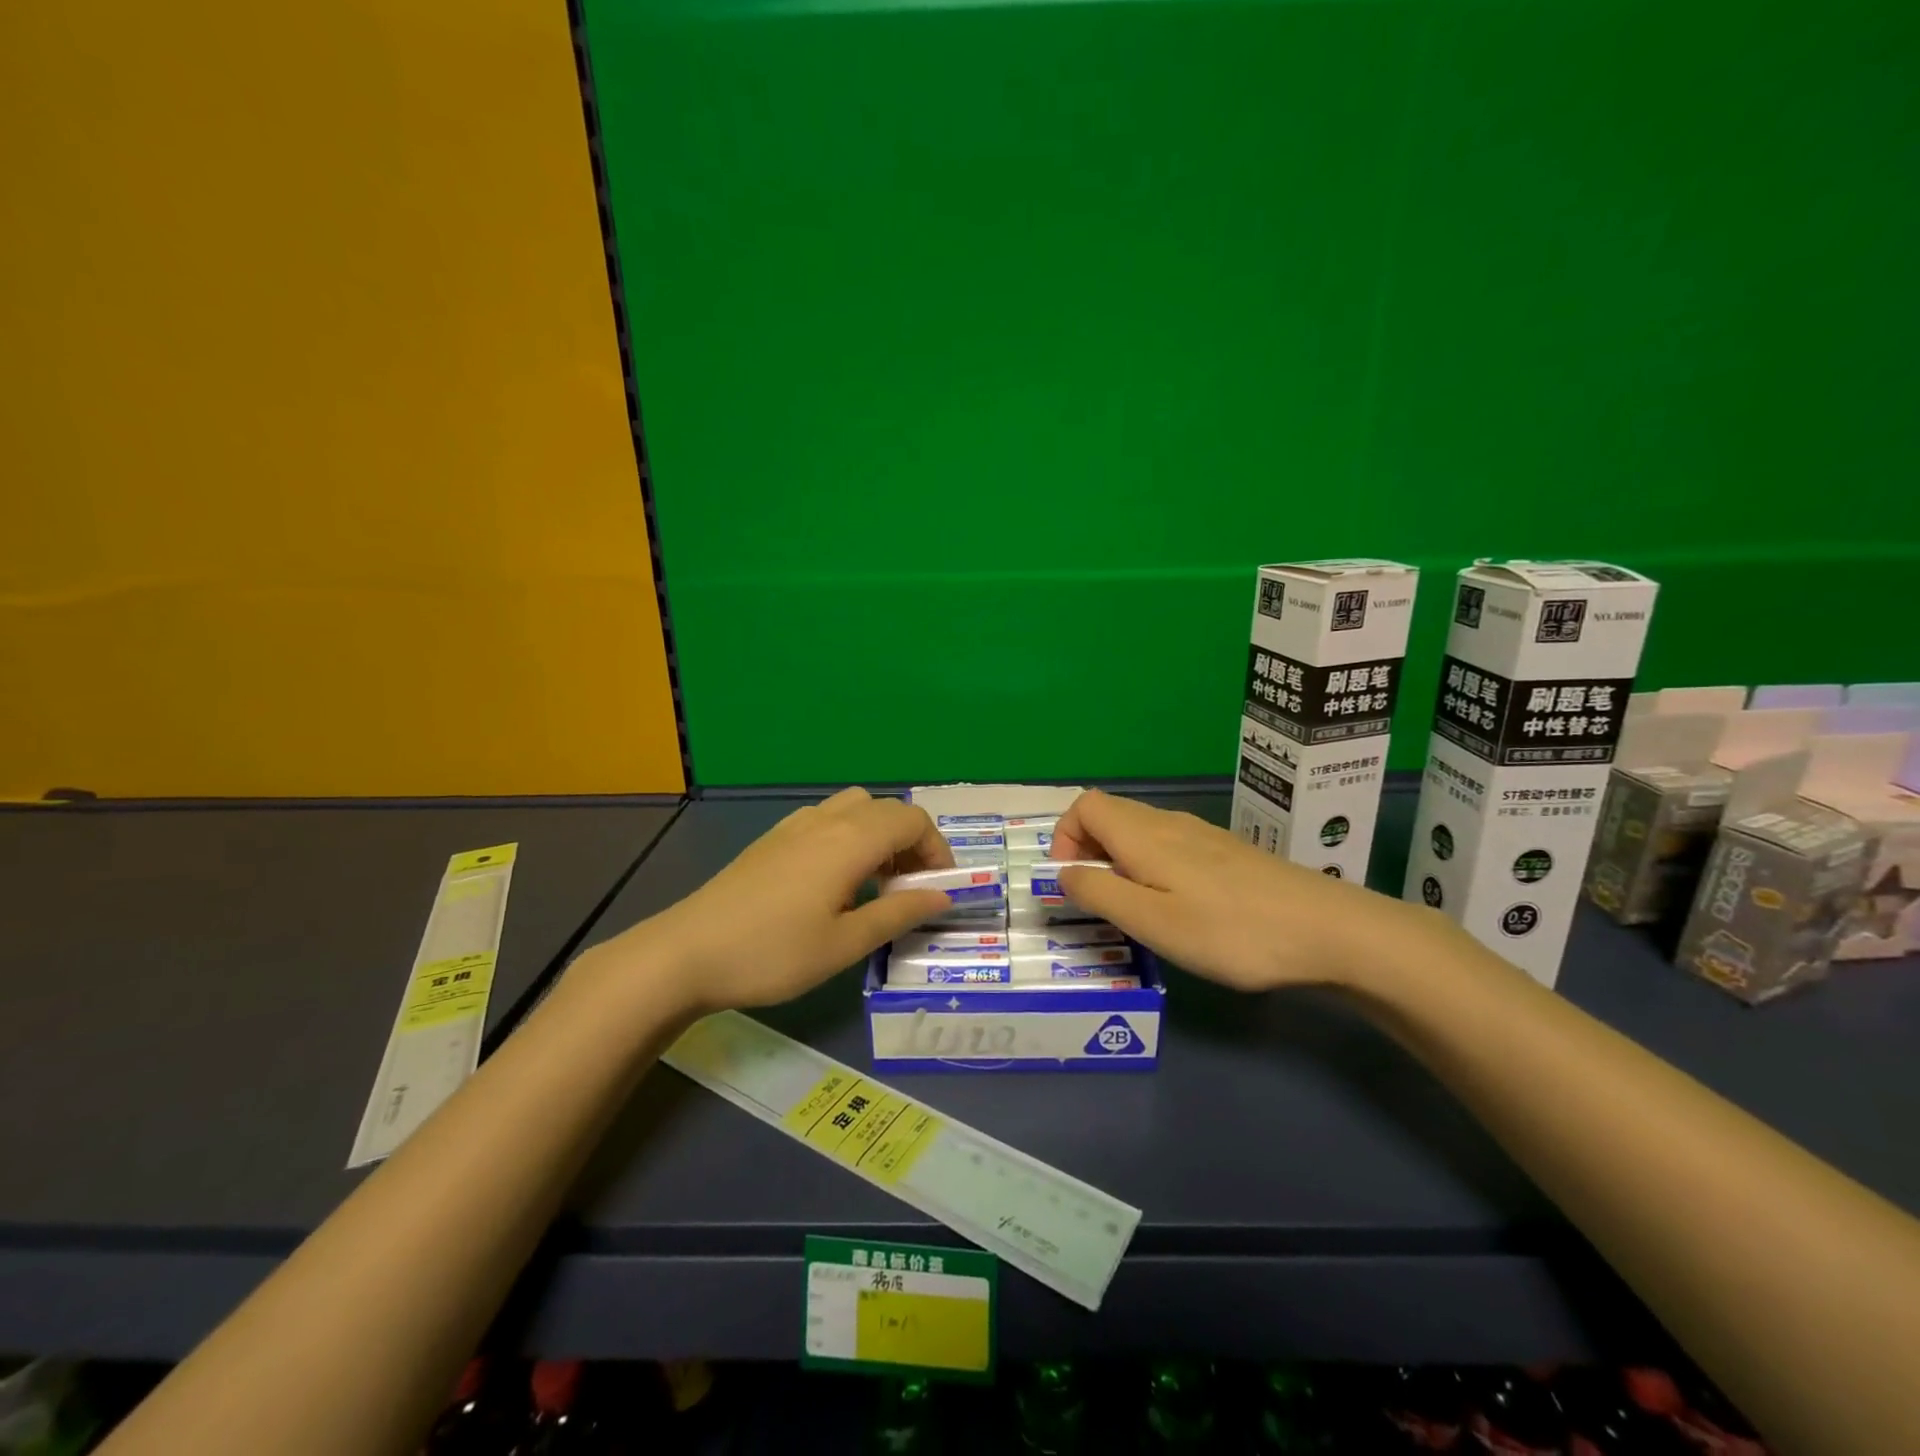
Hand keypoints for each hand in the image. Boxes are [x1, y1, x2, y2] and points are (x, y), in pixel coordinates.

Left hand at [595, 788, 955, 1013]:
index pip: (912, 821)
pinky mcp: (773, 838)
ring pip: (856, 808)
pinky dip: (850, 836)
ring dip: (880, 835)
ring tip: (876, 883)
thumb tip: (942, 897)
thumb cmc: (773, 953)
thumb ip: (898, 914)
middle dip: (912, 842)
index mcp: (850, 840)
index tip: (940, 888)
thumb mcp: (844, 944)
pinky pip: (827, 819)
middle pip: (887, 809)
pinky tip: (835, 880)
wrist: (687, 952)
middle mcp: (826, 820)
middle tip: (911, 888)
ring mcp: (795, 825)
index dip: (936, 849)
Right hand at [1051, 789, 1443, 991]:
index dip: (1064, 837)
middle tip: (1098, 902)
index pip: (1084, 805)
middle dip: (1087, 851)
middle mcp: (1168, 823)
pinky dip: (1150, 867)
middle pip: (1109, 815)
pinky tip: (1177, 907)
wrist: (1329, 930)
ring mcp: (1201, 835)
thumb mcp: (1153, 922)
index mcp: (1143, 834)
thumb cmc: (1231, 930)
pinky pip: (1168, 845)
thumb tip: (1062, 873)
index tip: (1071, 882)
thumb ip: (1099, 894)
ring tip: (1134, 909)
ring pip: (1139, 831)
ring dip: (1118, 861)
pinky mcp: (1226, 852)